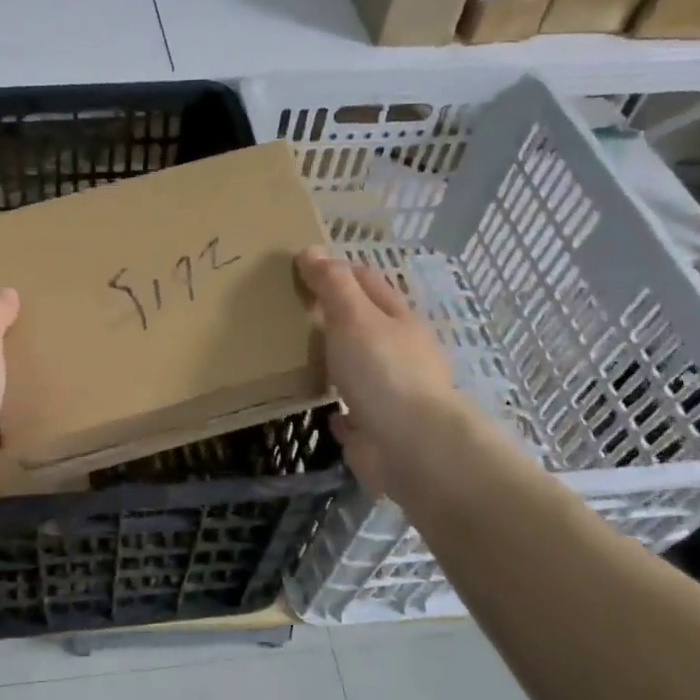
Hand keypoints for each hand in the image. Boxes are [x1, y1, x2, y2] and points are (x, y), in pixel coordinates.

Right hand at [296, 247, 466, 499]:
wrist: (412, 448)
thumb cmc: (383, 372)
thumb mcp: (354, 317)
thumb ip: (332, 285)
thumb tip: (311, 251)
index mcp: (397, 319)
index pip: (365, 281)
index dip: (335, 270)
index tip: (299, 268)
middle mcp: (398, 352)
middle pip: (362, 324)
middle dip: (331, 316)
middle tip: (287, 310)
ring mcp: (389, 392)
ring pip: (356, 368)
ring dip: (334, 361)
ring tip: (295, 356)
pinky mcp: (376, 428)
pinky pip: (351, 412)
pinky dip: (337, 408)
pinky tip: (319, 406)